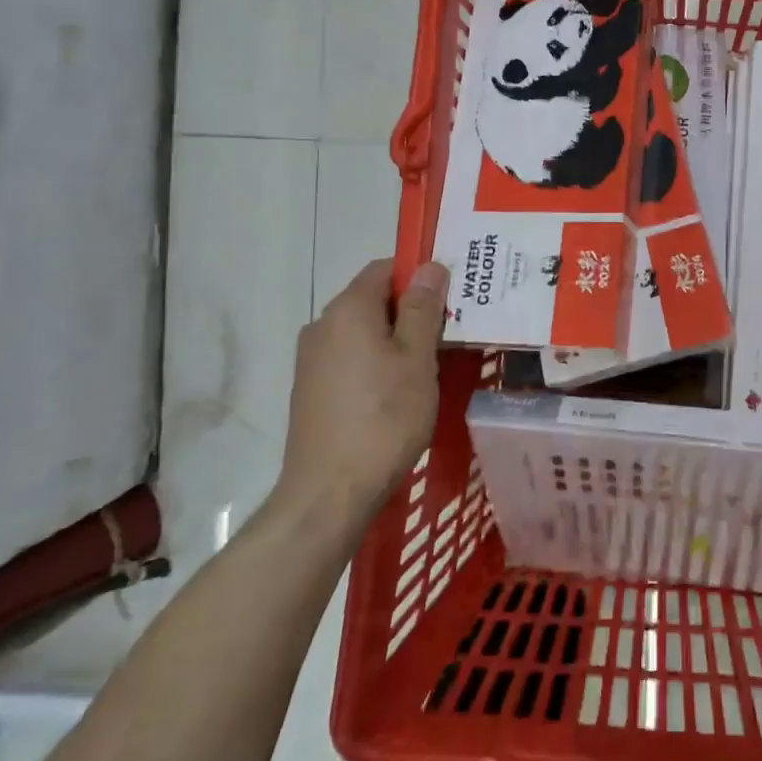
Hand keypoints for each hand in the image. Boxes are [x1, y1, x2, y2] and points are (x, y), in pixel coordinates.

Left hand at [269, 258, 447, 549]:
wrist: (328, 494)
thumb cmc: (384, 418)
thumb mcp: (417, 359)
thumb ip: (423, 309)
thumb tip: (430, 266)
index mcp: (348, 310)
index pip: (385, 268)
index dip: (419, 275)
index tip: (451, 295)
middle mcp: (322, 325)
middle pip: (373, 299)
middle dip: (411, 309)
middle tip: (449, 330)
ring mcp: (311, 360)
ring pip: (363, 331)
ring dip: (395, 337)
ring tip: (430, 362)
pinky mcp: (310, 390)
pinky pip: (350, 357)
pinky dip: (376, 361)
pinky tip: (399, 390)